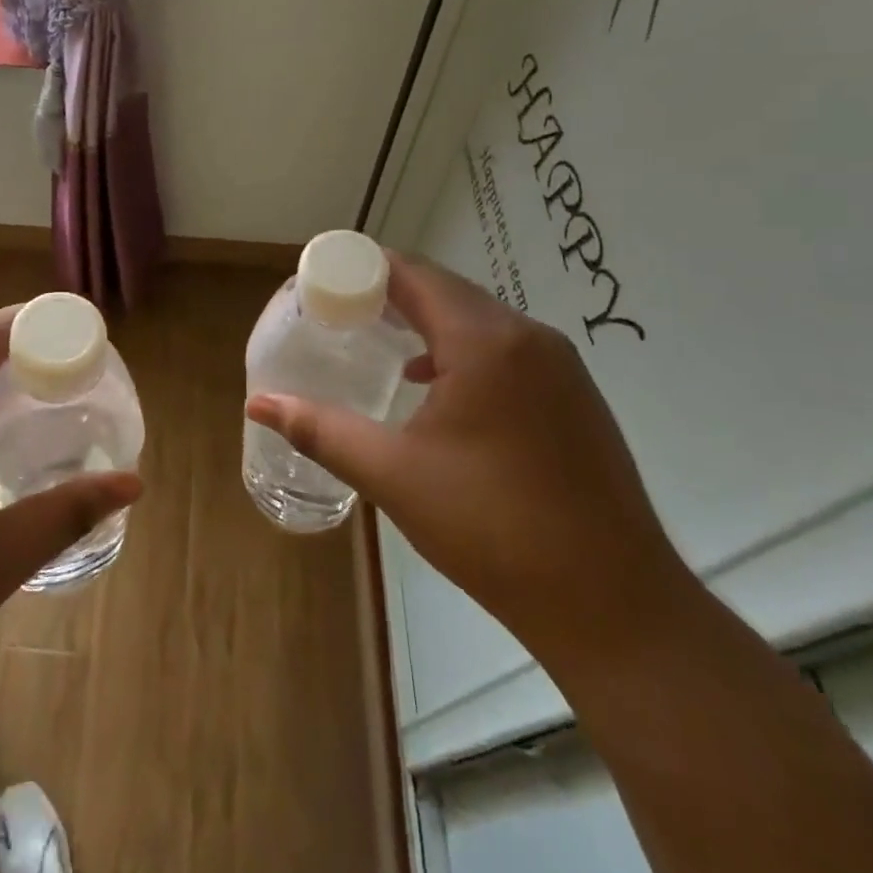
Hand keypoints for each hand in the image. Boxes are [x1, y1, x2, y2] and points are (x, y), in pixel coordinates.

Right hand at [247, 253, 690, 661]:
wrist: (614, 604)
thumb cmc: (493, 528)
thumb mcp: (393, 475)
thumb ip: (321, 430)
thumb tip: (258, 403)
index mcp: (485, 342)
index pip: (414, 275)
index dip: (364, 268)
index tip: (322, 281)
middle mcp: (528, 337)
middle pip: (447, 291)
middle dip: (390, 292)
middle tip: (338, 311)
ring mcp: (560, 366)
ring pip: (478, 319)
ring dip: (427, 320)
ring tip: (377, 339)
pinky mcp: (574, 397)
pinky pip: (505, 349)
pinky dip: (460, 349)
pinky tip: (433, 386)